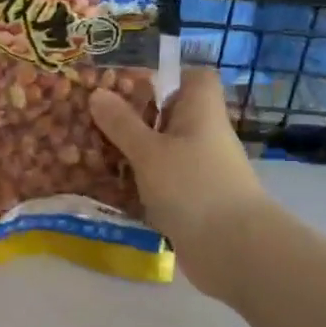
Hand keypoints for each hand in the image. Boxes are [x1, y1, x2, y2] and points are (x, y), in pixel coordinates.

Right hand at [89, 67, 269, 300]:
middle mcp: (204, 136)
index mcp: (201, 112)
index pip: (195, 78)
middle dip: (136, 118)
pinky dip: (140, 185)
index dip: (168, 76)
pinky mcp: (194, 202)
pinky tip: (110, 189)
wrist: (232, 249)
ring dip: (134, 154)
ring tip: (93, 153)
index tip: (132, 86)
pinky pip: (163, 183)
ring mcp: (201, 171)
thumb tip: (98, 93)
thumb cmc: (192, 186)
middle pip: (172, 116)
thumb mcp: (149, 151)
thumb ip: (122, 124)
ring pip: (164, 152)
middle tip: (96, 120)